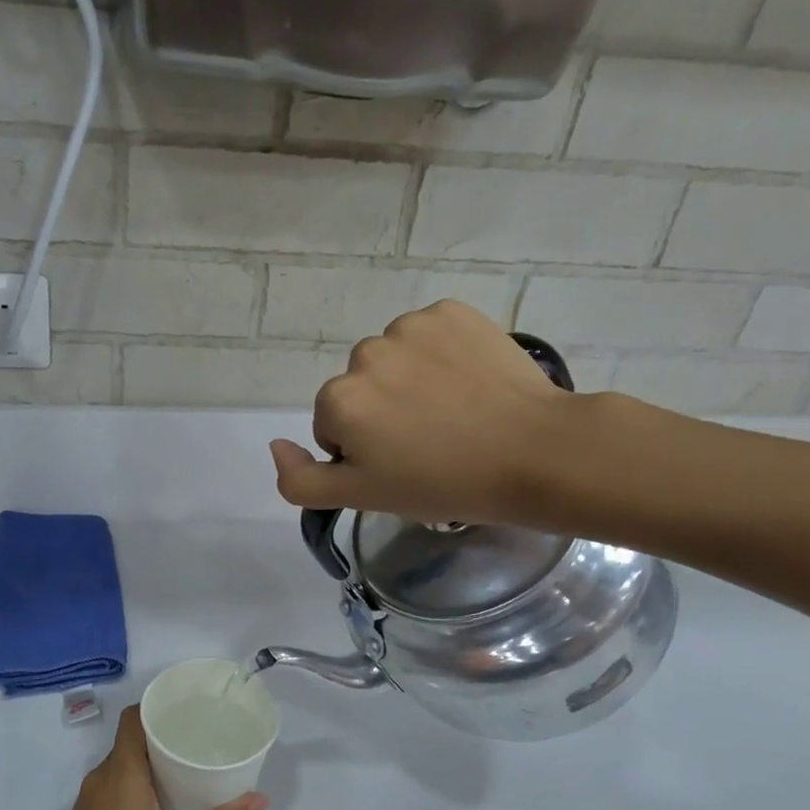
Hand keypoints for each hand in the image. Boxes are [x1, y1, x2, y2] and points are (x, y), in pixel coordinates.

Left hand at [18, 706, 265, 809]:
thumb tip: (260, 800)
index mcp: (120, 772)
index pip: (133, 717)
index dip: (158, 705)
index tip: (190, 706)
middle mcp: (101, 777)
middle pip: (133, 739)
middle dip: (166, 734)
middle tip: (204, 737)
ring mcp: (91, 799)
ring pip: (126, 765)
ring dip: (154, 761)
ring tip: (192, 765)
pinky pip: (118, 785)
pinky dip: (142, 782)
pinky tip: (165, 801)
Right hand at [269, 300, 576, 525]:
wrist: (533, 453)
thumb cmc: (443, 484)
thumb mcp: (361, 497)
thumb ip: (301, 480)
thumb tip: (276, 445)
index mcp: (338, 399)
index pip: (333, 425)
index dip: (363, 451)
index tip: (401, 466)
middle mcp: (365, 353)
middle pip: (360, 388)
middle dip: (382, 411)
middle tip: (429, 442)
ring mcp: (411, 327)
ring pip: (392, 358)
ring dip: (409, 380)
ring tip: (452, 412)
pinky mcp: (452, 312)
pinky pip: (428, 334)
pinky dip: (439, 354)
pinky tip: (468, 382)